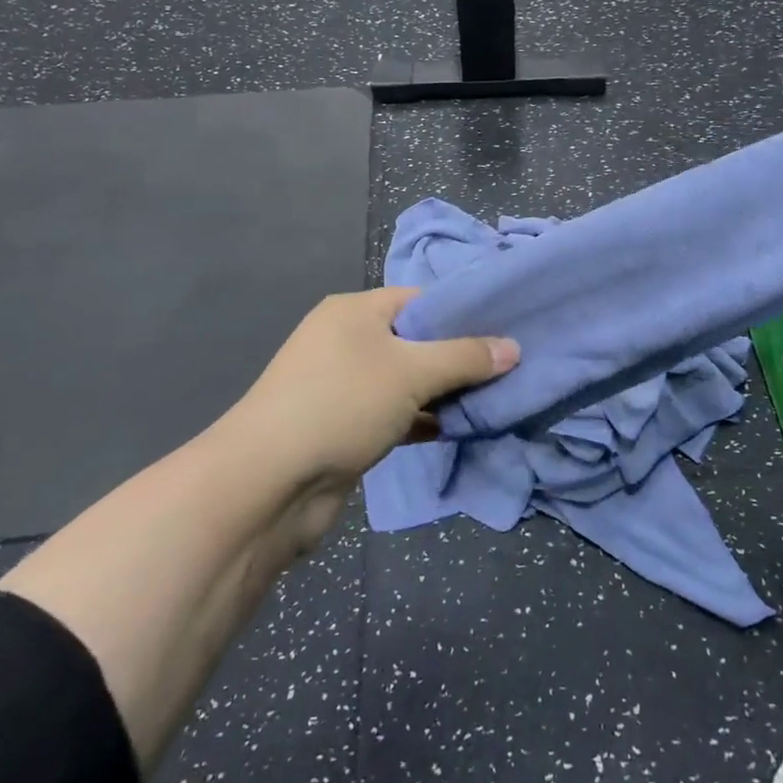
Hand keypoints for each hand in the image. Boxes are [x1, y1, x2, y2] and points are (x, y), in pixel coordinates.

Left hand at [228, 287, 518, 484]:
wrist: (268, 483)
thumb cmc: (341, 404)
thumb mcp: (411, 372)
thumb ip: (464, 358)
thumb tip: (513, 348)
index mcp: (356, 311)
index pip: (421, 299)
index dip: (463, 313)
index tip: (506, 329)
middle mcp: (347, 341)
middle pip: (417, 341)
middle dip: (460, 357)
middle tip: (509, 368)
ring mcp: (344, 386)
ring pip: (408, 381)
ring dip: (445, 392)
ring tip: (497, 397)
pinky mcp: (345, 427)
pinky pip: (396, 414)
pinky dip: (425, 420)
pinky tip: (461, 429)